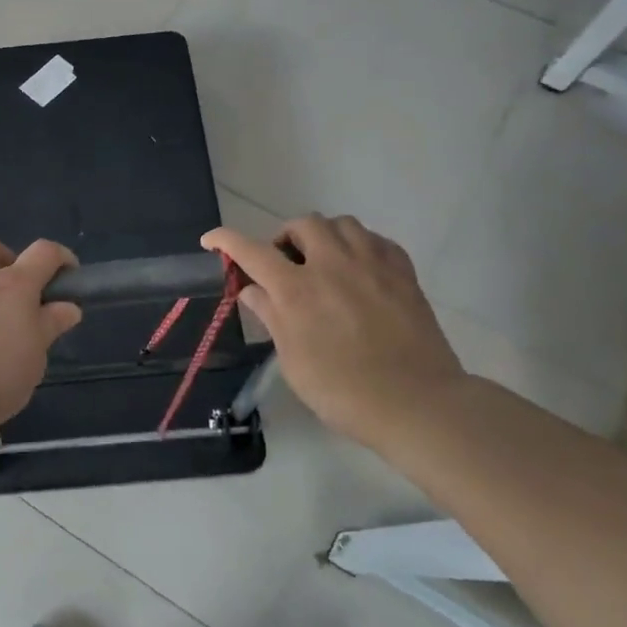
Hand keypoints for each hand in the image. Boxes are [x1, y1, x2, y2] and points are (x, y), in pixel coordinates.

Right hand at [203, 215, 464, 450]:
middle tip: (285, 264)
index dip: (225, 240)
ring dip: (324, 235)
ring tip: (323, 261)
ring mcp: (371, 264)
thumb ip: (271, 317)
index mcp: (296, 290)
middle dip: (285, 238)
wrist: (415, 403)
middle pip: (302, 224)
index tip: (211, 240)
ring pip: (342, 223)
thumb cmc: (342, 391)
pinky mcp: (402, 272)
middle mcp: (332, 265)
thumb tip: (252, 290)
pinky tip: (358, 269)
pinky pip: (376, 239)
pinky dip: (359, 245)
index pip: (251, 251)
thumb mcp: (293, 361)